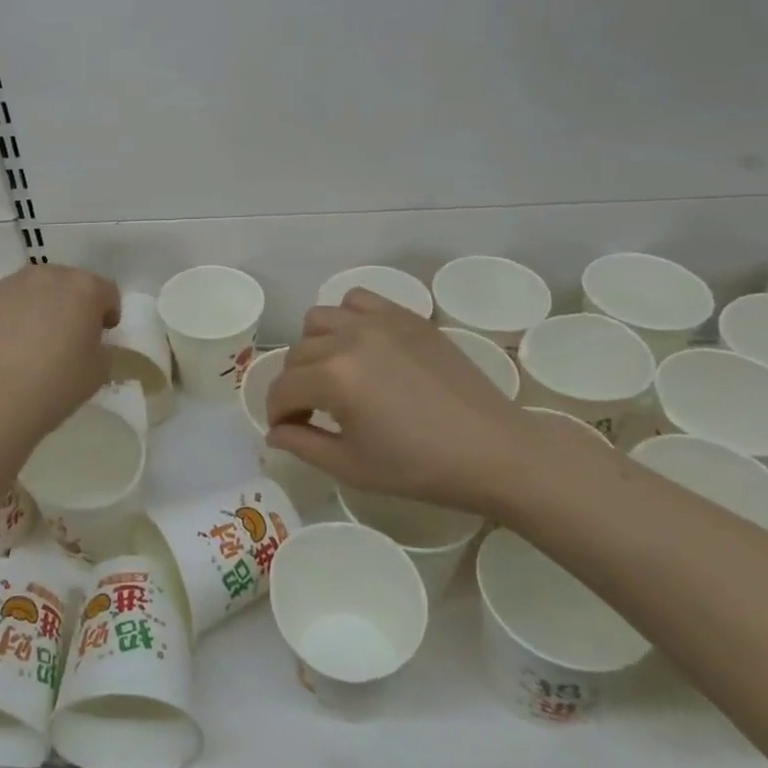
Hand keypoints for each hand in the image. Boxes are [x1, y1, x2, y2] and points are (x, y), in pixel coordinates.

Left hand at [0, 265, 120, 442]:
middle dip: (71, 304)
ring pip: (34, 289)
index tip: (101, 332)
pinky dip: (9, 315)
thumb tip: (87, 339)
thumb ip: (100, 344)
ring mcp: (12, 283)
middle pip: (68, 283)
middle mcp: (49, 275)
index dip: (107, 312)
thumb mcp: (101, 369)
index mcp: (85, 288)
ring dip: (39, 305)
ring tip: (30, 339)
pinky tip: (5, 344)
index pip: (106, 291)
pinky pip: (5, 301)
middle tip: (66, 335)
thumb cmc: (59, 383)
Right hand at [264, 290, 544, 514]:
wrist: (493, 450)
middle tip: (312, 412)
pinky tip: (361, 347)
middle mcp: (349, 338)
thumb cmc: (420, 467)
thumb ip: (303, 445)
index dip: (277, 413)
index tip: (286, 430)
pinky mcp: (407, 316)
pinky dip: (347, 319)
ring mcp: (380, 321)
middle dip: (294, 385)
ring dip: (315, 346)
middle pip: (297, 353)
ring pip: (320, 319)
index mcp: (334, 377)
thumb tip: (274, 433)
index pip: (283, 388)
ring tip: (335, 374)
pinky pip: (358, 301)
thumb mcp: (352, 466)